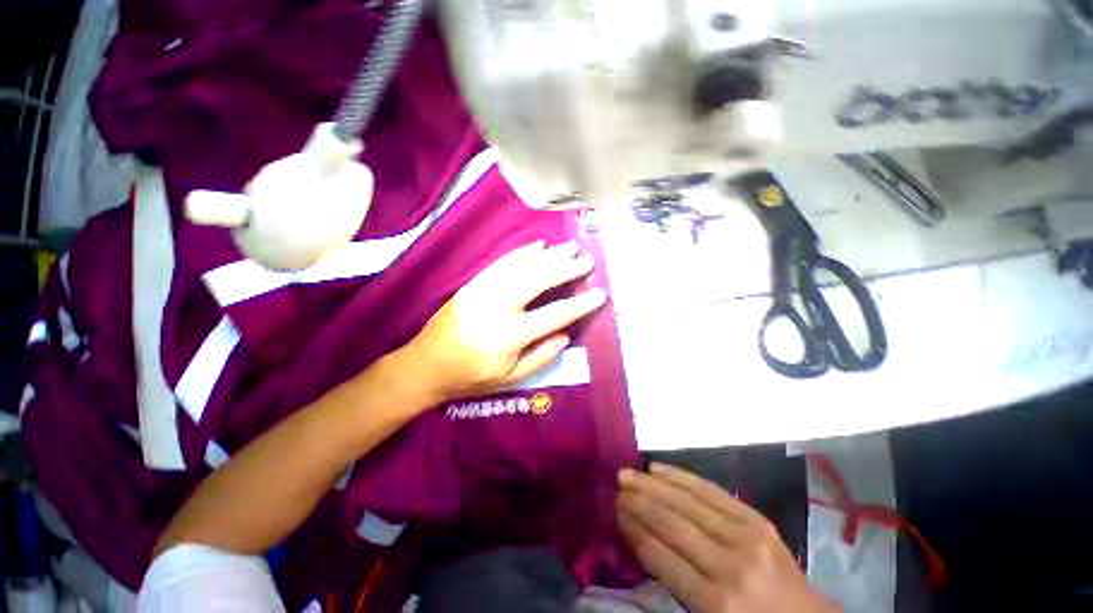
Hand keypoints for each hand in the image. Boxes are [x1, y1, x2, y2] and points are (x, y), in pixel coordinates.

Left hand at [402, 240, 605, 402]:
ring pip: (522, 266)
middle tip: (586, 260)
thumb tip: (566, 333)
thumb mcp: (510, 377)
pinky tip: (538, 246)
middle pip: (538, 280)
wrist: (425, 365)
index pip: (554, 314)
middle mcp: (498, 307)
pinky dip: (522, 252)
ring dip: (548, 255)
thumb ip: (541, 356)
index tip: (600, 293)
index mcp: (509, 335)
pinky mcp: (473, 283)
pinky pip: (502, 263)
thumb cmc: (471, 377)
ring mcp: (483, 290)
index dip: (580, 304)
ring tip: (569, 247)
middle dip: (566, 268)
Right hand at [618, 463, 838, 612]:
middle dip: (638, 501)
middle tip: (615, 486)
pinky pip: (709, 489)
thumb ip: (673, 583)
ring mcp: (745, 536)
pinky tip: (658, 468)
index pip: (660, 556)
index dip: (633, 530)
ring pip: (685, 501)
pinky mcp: (755, 518)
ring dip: (651, 484)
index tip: (614, 512)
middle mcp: (728, 565)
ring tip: (628, 473)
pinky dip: (680, 476)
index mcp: (716, 603)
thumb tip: (638, 538)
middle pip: (670, 522)